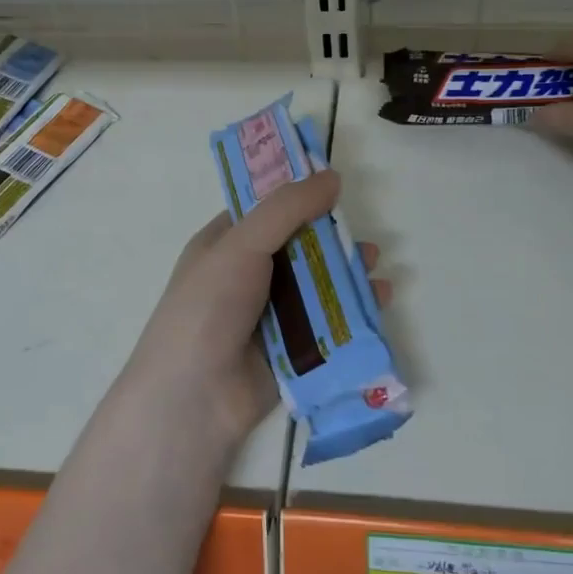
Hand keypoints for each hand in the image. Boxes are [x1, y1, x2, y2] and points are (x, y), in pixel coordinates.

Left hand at [123, 170, 391, 447]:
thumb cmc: (209, 307)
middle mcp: (245, 276)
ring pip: (316, 285)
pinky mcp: (291, 350)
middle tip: (361, 238)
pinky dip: (352, 310)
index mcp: (224, 245)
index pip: (265, 210)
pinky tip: (378, 301)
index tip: (336, 186)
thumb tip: (332, 176)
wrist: (195, 397)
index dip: (298, 196)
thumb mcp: (241, 245)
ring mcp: (268, 315)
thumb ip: (287, 209)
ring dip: (346, 274)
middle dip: (331, 239)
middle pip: (298, 247)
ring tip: (374, 267)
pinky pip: (327, 322)